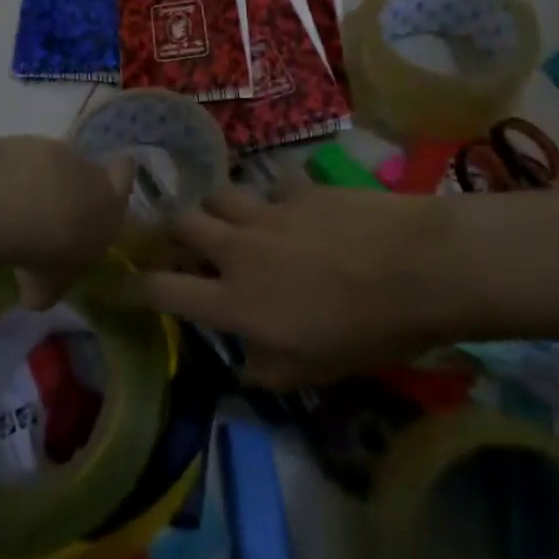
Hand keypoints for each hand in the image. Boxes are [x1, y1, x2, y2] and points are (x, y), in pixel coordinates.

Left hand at [14, 144, 135, 310]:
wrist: (28, 209)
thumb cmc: (52, 254)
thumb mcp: (47, 288)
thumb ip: (47, 289)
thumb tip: (36, 295)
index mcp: (110, 212)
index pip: (126, 176)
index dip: (118, 179)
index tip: (104, 186)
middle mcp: (95, 179)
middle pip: (96, 169)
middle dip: (80, 183)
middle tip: (57, 203)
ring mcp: (64, 156)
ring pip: (61, 163)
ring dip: (46, 179)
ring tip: (20, 203)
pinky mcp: (34, 144)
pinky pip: (29, 158)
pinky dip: (18, 172)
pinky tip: (2, 189)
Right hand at [141, 183, 458, 389]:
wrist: (418, 267)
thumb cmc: (368, 331)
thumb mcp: (316, 371)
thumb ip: (268, 370)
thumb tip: (245, 364)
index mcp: (235, 300)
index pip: (164, 288)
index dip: (144, 287)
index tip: (141, 286)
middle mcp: (239, 249)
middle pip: (181, 223)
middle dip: (176, 233)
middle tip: (192, 244)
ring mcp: (267, 212)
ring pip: (218, 195)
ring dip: (218, 209)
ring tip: (237, 223)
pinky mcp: (298, 189)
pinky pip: (269, 187)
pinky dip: (272, 200)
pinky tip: (294, 212)